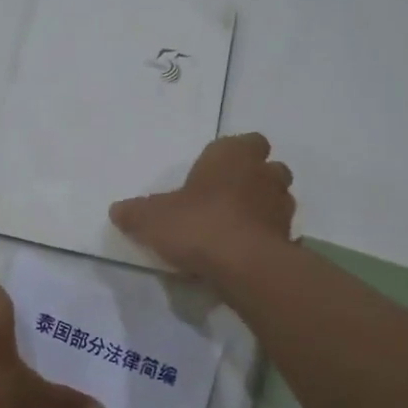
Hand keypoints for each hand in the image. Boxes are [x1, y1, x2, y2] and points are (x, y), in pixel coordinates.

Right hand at [109, 133, 295, 276]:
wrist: (244, 266)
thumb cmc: (198, 224)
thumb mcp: (151, 218)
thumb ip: (134, 212)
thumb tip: (117, 210)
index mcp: (233, 155)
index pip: (248, 141)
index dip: (235, 154)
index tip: (216, 170)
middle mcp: (263, 174)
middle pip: (268, 168)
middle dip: (253, 179)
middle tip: (226, 197)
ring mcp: (281, 207)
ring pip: (277, 199)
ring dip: (262, 208)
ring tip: (236, 227)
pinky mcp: (289, 239)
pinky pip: (278, 233)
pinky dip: (267, 239)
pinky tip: (246, 253)